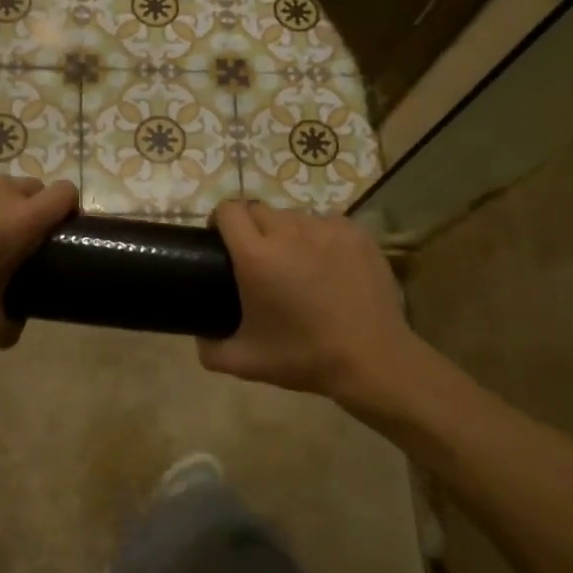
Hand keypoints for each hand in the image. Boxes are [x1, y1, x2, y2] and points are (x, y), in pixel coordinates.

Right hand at [198, 201, 412, 402]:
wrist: (372, 359)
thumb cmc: (305, 357)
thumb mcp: (246, 362)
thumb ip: (210, 350)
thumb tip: (200, 336)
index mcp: (256, 256)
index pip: (229, 210)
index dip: (220, 221)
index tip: (222, 242)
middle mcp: (288, 232)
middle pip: (258, 210)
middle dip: (251, 228)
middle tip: (258, 259)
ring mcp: (326, 229)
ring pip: (293, 216)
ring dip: (286, 233)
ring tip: (296, 263)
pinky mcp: (355, 232)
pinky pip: (326, 222)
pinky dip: (319, 237)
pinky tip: (327, 264)